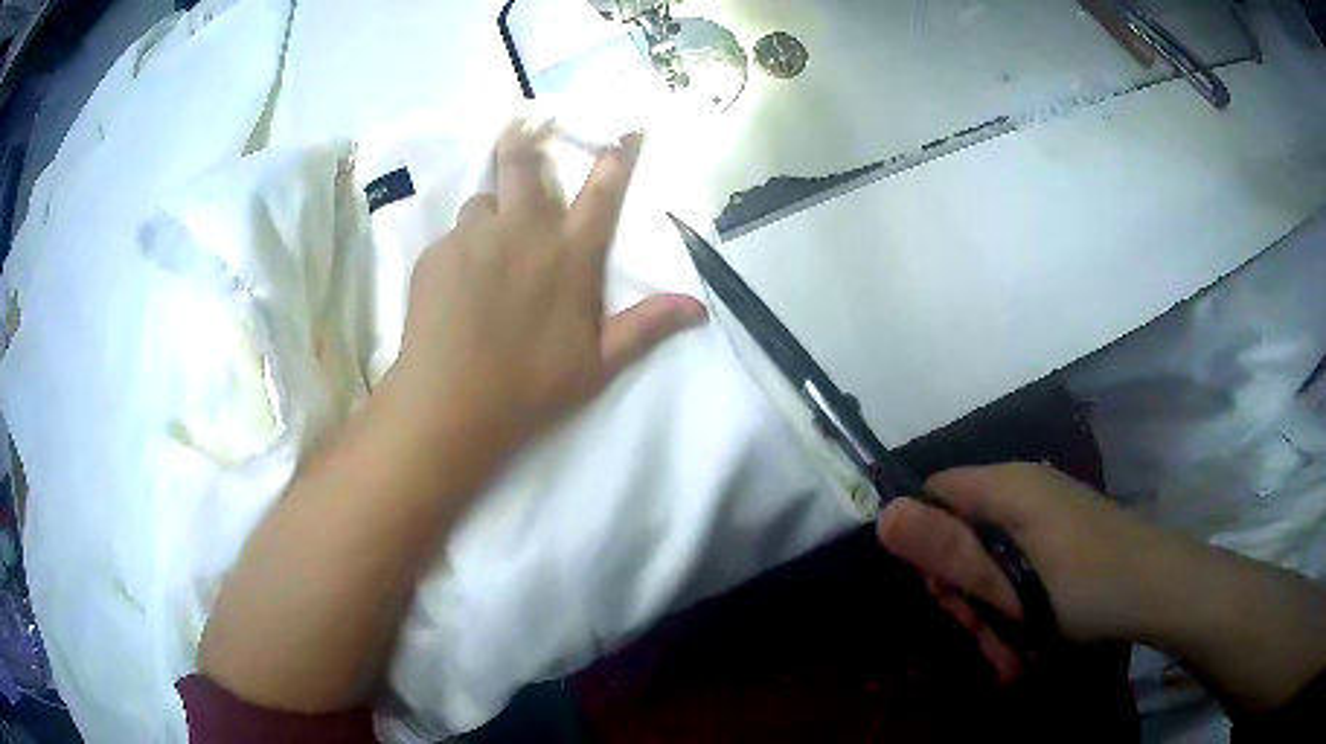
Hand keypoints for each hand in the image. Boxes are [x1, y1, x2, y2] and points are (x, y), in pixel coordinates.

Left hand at [396, 122, 707, 461]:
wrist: (450, 404)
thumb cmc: (530, 387)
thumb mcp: (598, 363)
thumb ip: (646, 326)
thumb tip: (700, 308)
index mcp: (570, 255)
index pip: (602, 191)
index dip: (617, 155)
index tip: (625, 126)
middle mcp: (523, 231)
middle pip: (523, 165)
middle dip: (524, 139)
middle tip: (519, 125)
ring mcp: (473, 238)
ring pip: (482, 202)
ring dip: (490, 212)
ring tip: (486, 246)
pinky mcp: (435, 254)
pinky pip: (451, 238)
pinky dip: (459, 251)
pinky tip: (455, 287)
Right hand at [876, 463, 1174, 683]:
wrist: (1161, 588)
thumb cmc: (1086, 585)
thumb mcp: (1012, 582)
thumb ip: (949, 551)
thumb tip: (882, 515)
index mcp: (1007, 486)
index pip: (935, 494)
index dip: (923, 542)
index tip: (940, 594)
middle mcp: (1024, 491)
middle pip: (962, 534)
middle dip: (964, 592)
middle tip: (981, 633)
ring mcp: (1046, 516)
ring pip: (992, 562)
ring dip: (990, 614)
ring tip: (1007, 656)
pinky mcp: (1061, 540)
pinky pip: (1020, 570)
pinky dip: (1015, 609)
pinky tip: (1024, 648)